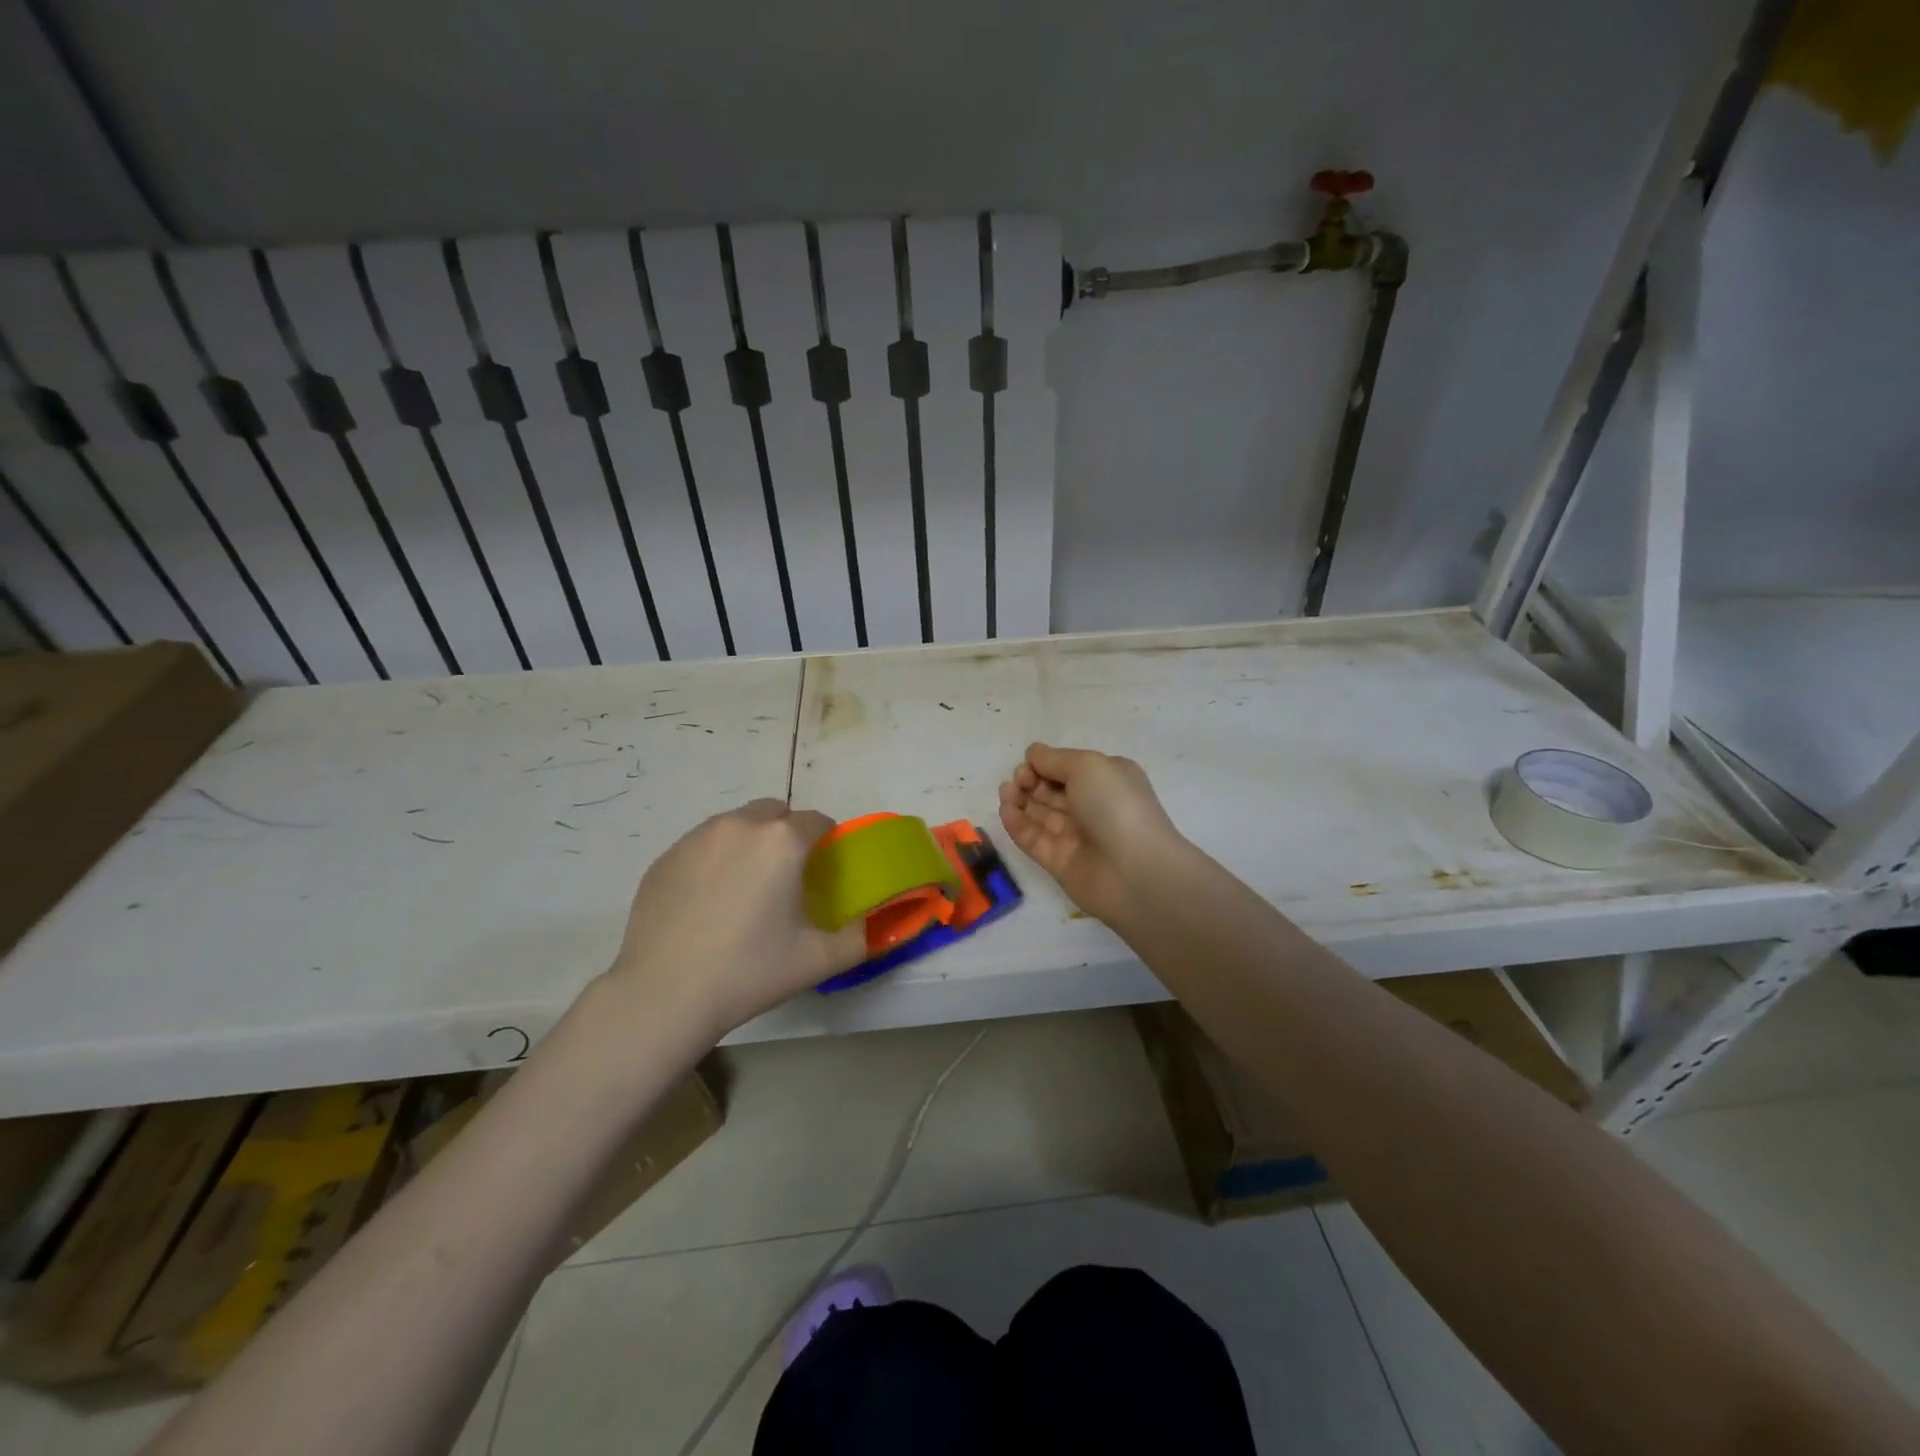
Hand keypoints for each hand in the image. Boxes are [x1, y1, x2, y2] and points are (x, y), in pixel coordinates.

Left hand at [605, 800, 865, 1039]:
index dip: (826, 842)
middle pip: (774, 812)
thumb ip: (860, 937)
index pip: (817, 821)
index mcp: (782, 841)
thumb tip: (879, 926)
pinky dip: (714, 859)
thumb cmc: (749, 971)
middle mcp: (739, 825)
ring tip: (745, 890)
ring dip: (749, 842)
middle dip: (786, 834)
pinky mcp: (665, 857)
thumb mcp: (819, 959)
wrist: (665, 994)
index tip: (822, 871)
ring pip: (735, 824)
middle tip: (784, 878)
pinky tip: (708, 902)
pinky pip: (702, 844)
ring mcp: (696, 838)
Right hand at [997, 743, 1186, 924]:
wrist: (1134, 871)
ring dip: (1019, 799)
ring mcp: (1075, 836)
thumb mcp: (1088, 766)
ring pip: (1040, 814)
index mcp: (1107, 780)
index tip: (1029, 764)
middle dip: (1029, 780)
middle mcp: (1092, 806)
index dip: (1045, 764)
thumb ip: (1055, 759)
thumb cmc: (1115, 805)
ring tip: (1006, 792)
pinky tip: (1005, 811)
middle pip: (1051, 790)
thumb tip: (1033, 754)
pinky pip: (1033, 839)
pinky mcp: (1058, 862)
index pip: (1068, 768)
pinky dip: (1017, 824)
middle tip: (1017, 780)